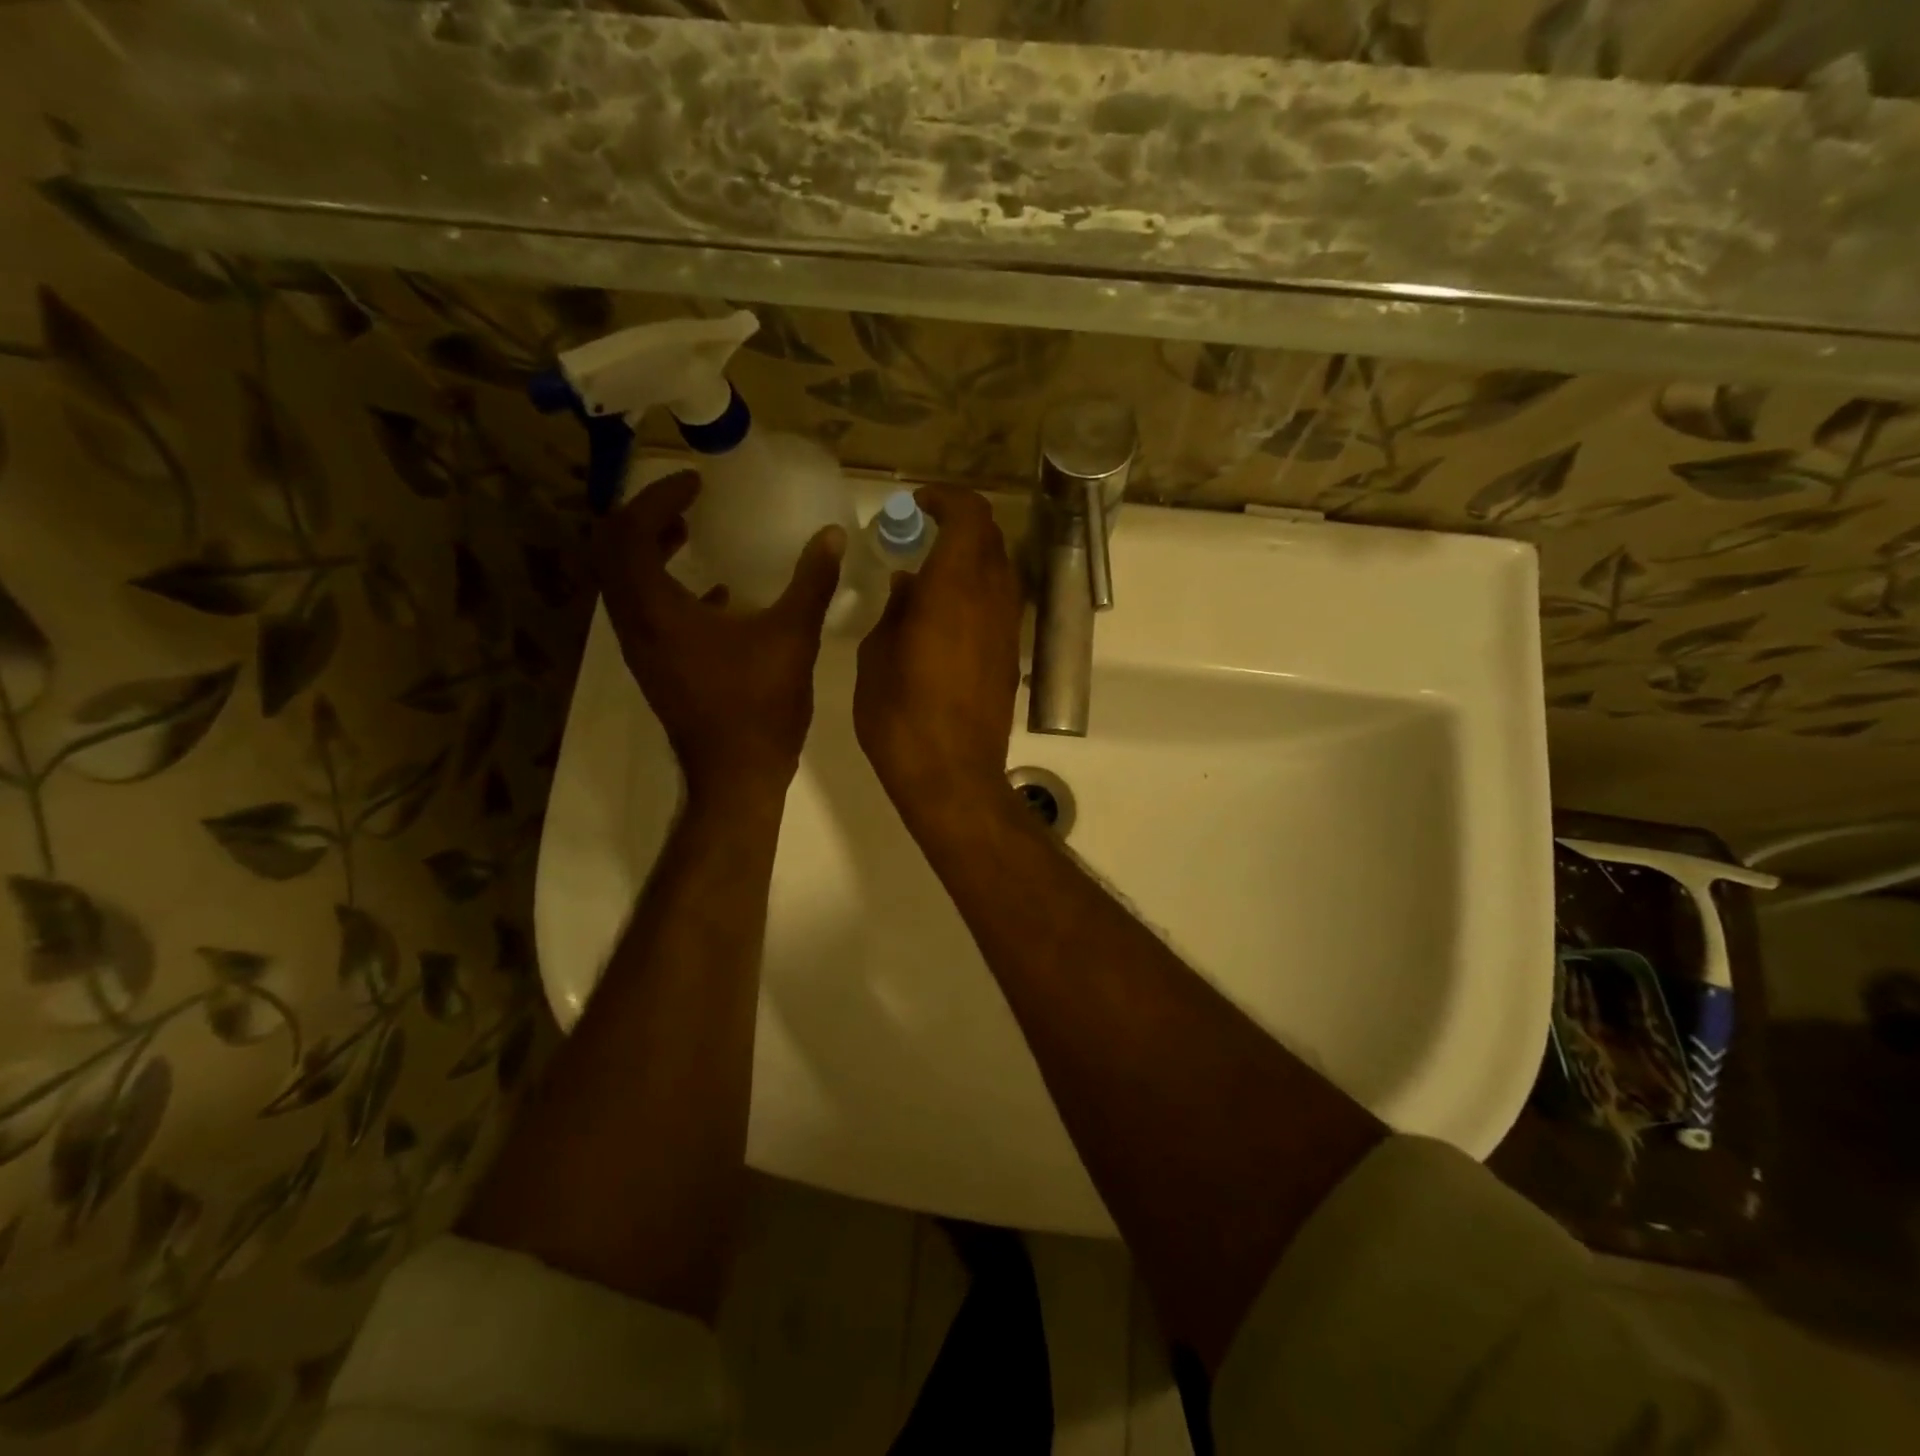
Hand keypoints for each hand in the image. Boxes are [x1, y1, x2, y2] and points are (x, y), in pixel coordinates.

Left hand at [595, 471, 844, 802]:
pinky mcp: (656, 668)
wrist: (737, 775)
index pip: (630, 533)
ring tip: (689, 534)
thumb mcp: (793, 637)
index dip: (657, 498)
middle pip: (612, 553)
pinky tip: (713, 594)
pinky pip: (644, 612)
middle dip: (643, 518)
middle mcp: (635, 625)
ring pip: (624, 584)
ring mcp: (641, 650)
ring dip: (649, 551)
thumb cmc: (760, 706)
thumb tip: (831, 536)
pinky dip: (666, 588)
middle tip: (683, 501)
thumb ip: (811, 581)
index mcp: (657, 610)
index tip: (695, 483)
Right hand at [854, 486, 1022, 821]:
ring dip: (972, 559)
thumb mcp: (876, 658)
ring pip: (1001, 571)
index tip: (919, 505)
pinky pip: (1001, 605)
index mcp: (954, 589)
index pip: (970, 517)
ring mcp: (1008, 630)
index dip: (947, 500)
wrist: (952, 776)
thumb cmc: (901, 717)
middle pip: (990, 539)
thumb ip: (894, 611)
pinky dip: (979, 591)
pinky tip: (947, 616)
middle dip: (959, 525)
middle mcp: (992, 600)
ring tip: (933, 574)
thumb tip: (909, 585)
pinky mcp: (1012, 658)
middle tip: (922, 535)